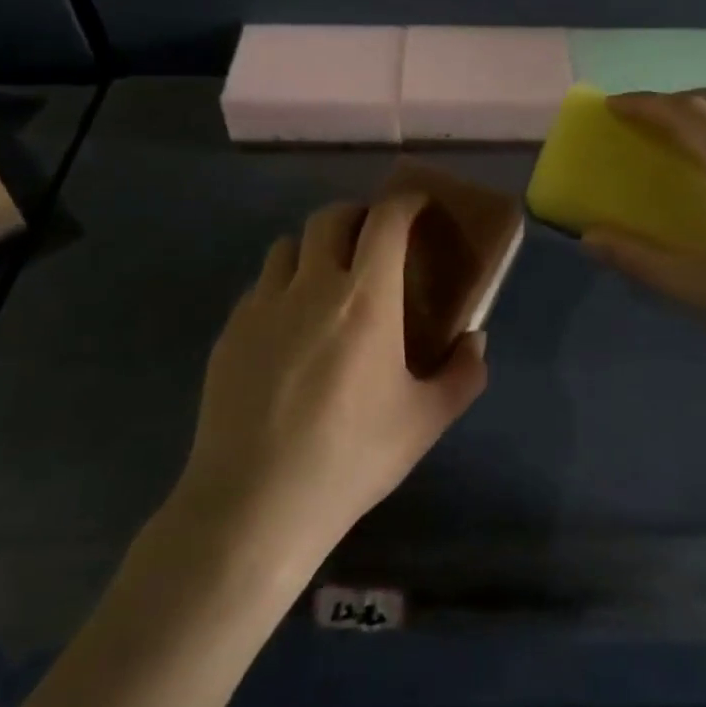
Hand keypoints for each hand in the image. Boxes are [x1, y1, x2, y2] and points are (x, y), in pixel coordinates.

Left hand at [173, 194, 488, 567]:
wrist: (254, 504)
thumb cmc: (351, 458)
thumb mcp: (425, 422)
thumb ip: (462, 374)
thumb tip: (474, 341)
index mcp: (366, 299)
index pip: (386, 219)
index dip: (406, 202)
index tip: (418, 206)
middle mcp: (312, 285)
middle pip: (331, 217)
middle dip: (358, 216)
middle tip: (374, 244)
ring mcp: (263, 305)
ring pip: (289, 245)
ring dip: (316, 249)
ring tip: (328, 282)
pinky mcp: (230, 331)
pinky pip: (261, 286)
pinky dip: (283, 287)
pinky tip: (289, 329)